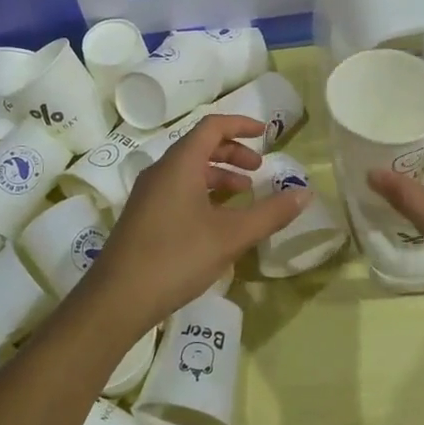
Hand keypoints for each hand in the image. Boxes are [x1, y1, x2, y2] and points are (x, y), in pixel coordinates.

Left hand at [82, 114, 310, 337]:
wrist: (118, 299)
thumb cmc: (177, 258)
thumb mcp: (231, 236)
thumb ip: (270, 213)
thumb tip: (305, 194)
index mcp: (180, 163)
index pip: (212, 126)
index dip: (240, 125)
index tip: (265, 134)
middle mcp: (161, 171)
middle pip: (200, 146)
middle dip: (233, 153)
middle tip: (258, 170)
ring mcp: (148, 194)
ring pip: (188, 170)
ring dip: (219, 175)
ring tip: (243, 195)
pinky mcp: (143, 215)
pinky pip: (178, 189)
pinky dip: (203, 192)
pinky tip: (216, 221)